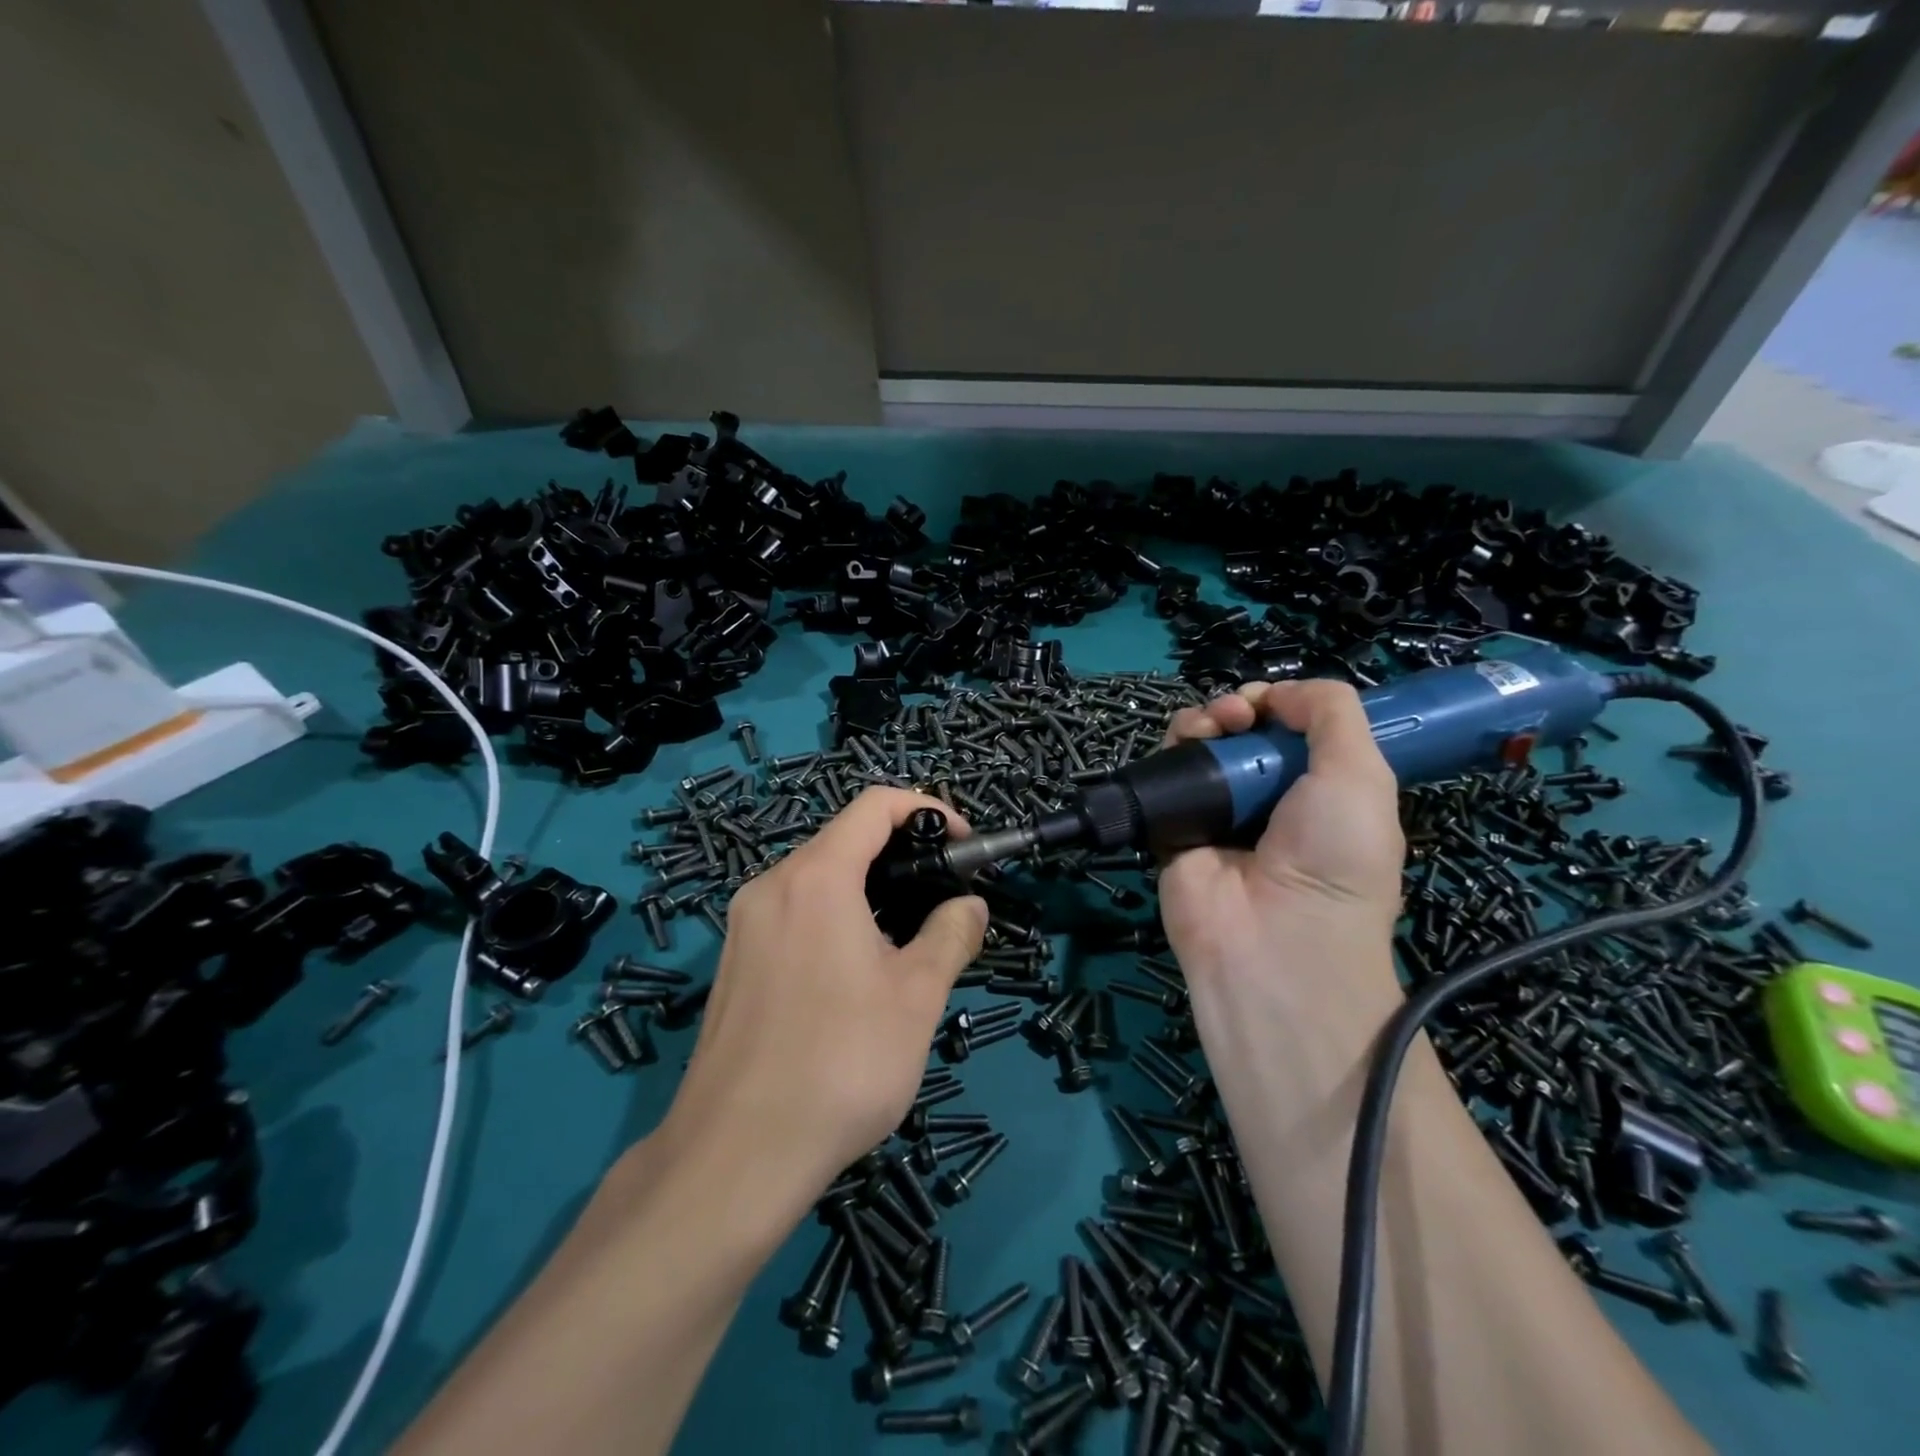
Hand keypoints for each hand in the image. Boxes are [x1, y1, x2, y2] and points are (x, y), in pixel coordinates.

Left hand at [657, 788, 986, 1206]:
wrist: (734, 1157)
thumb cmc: (840, 1063)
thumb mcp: (916, 996)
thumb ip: (950, 935)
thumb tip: (969, 906)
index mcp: (815, 878)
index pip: (873, 806)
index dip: (926, 809)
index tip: (961, 845)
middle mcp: (771, 887)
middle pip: (844, 841)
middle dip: (901, 855)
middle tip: (943, 898)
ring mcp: (744, 926)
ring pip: (818, 881)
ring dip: (870, 891)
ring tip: (909, 940)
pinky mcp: (735, 964)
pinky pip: (794, 915)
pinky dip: (836, 918)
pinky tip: (858, 974)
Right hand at [1157, 680, 1405, 1026]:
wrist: (1273, 939)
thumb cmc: (1334, 857)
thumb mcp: (1363, 776)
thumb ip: (1332, 714)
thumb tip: (1279, 692)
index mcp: (1321, 791)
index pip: (1295, 732)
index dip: (1285, 705)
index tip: (1275, 703)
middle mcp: (1269, 798)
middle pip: (1245, 731)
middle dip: (1243, 706)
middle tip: (1241, 714)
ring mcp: (1219, 810)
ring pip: (1204, 743)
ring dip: (1207, 718)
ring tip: (1215, 726)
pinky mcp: (1174, 822)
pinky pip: (1168, 770)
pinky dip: (1174, 744)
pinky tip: (1187, 741)